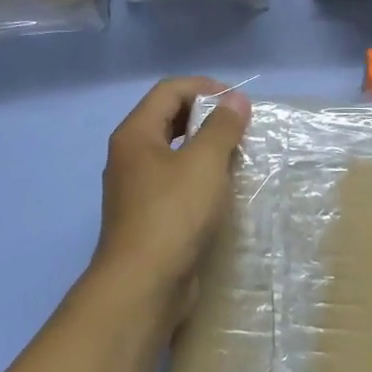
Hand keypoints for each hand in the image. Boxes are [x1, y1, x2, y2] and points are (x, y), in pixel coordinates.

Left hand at [91, 77, 251, 313]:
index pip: (169, 91)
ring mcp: (136, 190)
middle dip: (206, 118)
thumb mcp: (204, 163)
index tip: (240, 102)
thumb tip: (235, 101)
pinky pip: (175, 185)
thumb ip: (222, 128)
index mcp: (135, 135)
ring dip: (205, 150)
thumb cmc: (173, 214)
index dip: (205, 88)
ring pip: (173, 156)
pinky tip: (222, 192)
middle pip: (168, 121)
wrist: (144, 283)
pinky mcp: (148, 218)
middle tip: (241, 128)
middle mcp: (129, 158)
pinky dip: (199, 180)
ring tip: (238, 157)